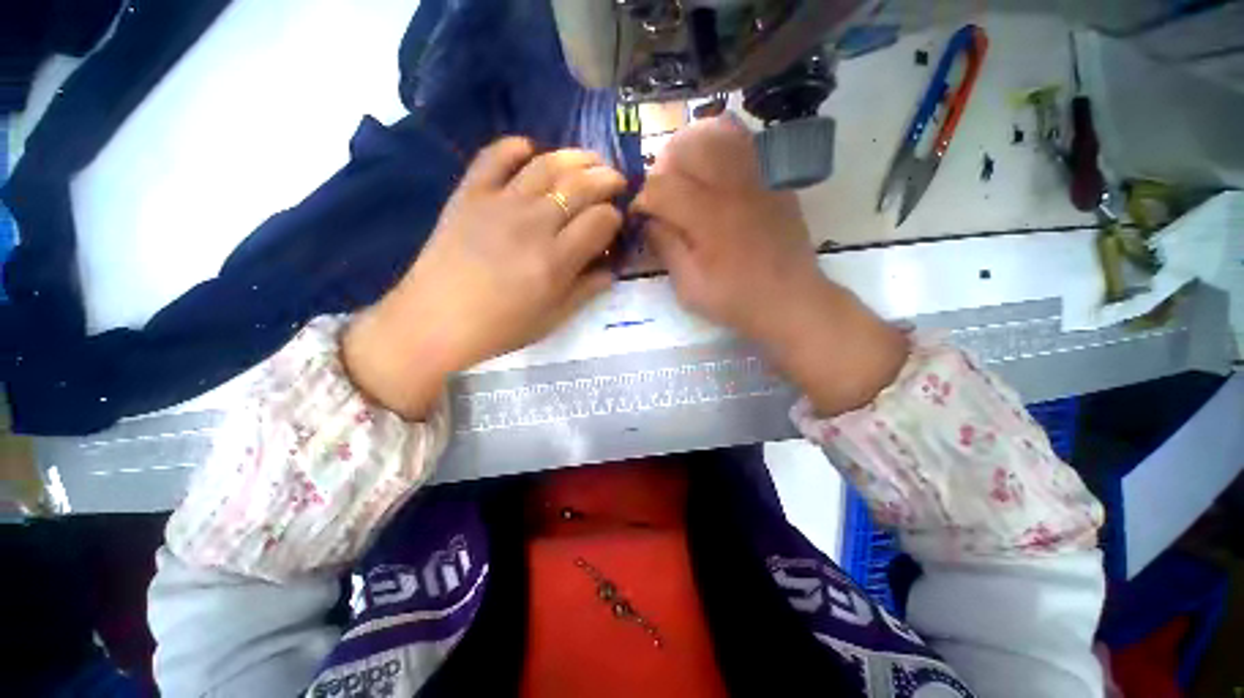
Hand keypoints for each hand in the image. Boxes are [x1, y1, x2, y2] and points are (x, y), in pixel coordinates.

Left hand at [345, 137, 626, 416]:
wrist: (436, 321)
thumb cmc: (501, 328)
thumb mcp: (554, 318)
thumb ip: (587, 289)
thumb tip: (611, 267)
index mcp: (556, 260)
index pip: (601, 221)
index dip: (615, 218)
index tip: (615, 223)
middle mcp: (533, 224)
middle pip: (581, 186)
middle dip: (607, 179)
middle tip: (616, 180)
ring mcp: (499, 203)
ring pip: (546, 165)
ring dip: (575, 157)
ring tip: (590, 159)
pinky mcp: (469, 194)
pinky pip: (494, 156)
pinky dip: (516, 147)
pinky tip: (531, 150)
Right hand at [632, 115, 822, 343]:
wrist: (789, 299)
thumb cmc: (734, 299)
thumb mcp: (689, 286)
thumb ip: (665, 247)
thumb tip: (648, 220)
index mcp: (707, 216)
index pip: (660, 187)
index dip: (642, 201)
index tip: (639, 218)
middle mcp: (731, 185)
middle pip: (685, 146)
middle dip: (661, 167)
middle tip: (660, 195)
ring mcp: (757, 176)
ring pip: (716, 132)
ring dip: (689, 148)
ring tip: (683, 174)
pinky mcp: (773, 178)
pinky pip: (744, 140)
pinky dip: (720, 141)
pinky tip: (713, 167)